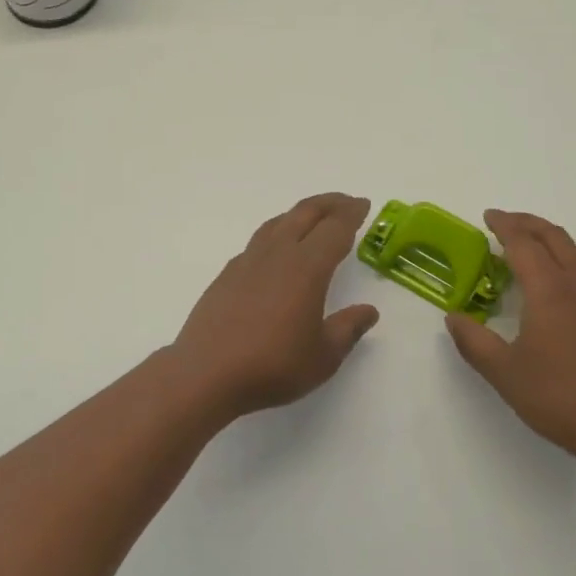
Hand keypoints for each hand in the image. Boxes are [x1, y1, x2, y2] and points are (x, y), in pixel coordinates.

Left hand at [171, 193, 380, 418]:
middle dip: (328, 204)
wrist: (207, 373)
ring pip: (277, 223)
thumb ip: (347, 329)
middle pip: (305, 214)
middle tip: (346, 202)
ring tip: (312, 218)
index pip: (334, 229)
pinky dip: (275, 234)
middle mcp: (277, 255)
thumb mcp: (323, 356)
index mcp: (306, 268)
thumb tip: (368, 311)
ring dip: (299, 214)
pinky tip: (275, 251)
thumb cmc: (273, 365)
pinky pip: (258, 242)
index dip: (351, 214)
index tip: (363, 204)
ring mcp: (247, 262)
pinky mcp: (227, 274)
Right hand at [445, 210, 575, 468]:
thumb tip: (454, 318)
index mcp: (548, 289)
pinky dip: (563, 255)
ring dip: (548, 236)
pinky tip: (554, 277)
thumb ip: (473, 341)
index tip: (487, 216)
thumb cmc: (559, 396)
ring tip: (527, 242)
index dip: (504, 226)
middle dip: (527, 223)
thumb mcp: (503, 372)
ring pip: (573, 250)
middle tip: (503, 221)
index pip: (523, 243)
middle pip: (553, 237)